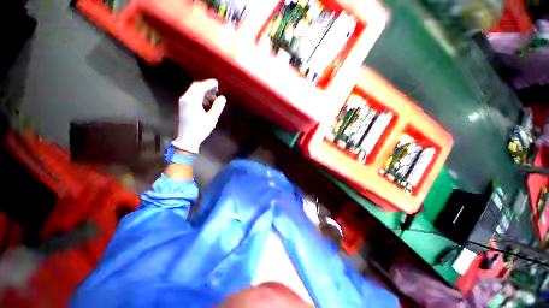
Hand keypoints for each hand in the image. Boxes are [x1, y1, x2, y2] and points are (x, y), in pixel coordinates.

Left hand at [172, 79, 225, 153]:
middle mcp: (185, 99)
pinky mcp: (184, 107)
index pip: (200, 86)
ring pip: (194, 91)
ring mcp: (183, 102)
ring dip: (204, 92)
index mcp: (192, 100)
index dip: (209, 83)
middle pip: (196, 87)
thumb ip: (217, 107)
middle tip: (216, 90)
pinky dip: (200, 96)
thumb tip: (222, 98)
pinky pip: (192, 96)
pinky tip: (207, 103)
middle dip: (206, 87)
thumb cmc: (200, 129)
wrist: (187, 139)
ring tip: (213, 98)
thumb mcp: (212, 118)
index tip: (217, 83)